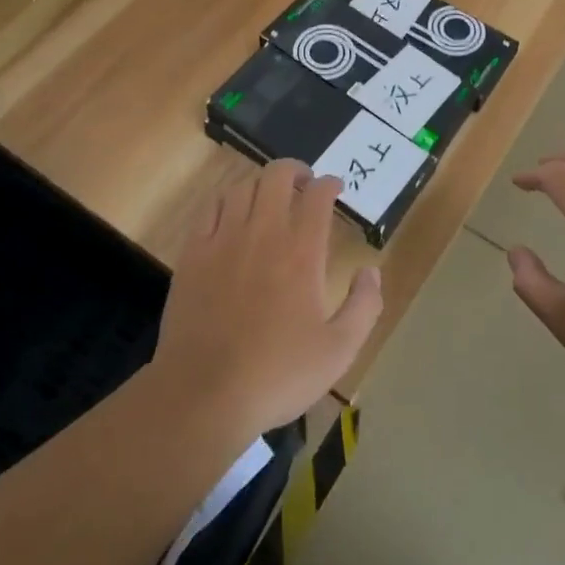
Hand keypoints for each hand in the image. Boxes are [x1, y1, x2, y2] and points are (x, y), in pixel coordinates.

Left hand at [152, 160, 381, 435]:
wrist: (203, 394)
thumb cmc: (277, 374)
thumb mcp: (339, 350)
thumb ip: (364, 306)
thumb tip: (371, 271)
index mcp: (301, 252)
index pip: (318, 195)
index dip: (330, 184)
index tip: (336, 188)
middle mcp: (263, 233)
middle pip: (278, 176)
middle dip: (296, 170)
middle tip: (305, 184)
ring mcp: (223, 240)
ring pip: (243, 187)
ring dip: (262, 185)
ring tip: (270, 198)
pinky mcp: (193, 254)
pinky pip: (210, 208)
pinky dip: (226, 200)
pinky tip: (232, 214)